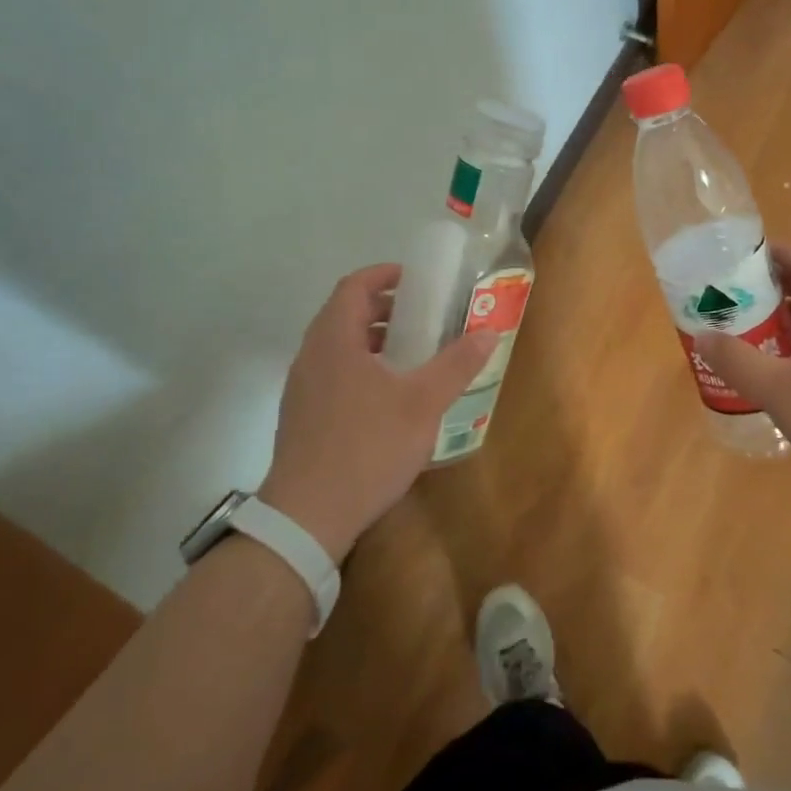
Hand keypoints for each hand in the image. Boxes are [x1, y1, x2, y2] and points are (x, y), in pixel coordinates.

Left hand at [259, 264, 495, 561]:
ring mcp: (301, 388)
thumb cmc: (367, 447)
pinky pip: (332, 373)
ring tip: (412, 355)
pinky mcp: (302, 416)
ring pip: (338, 346)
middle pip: (344, 314)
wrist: (308, 516)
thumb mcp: (422, 403)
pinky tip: (388, 396)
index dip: (384, 275)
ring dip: (373, 339)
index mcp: (334, 340)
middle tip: (423, 316)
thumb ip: (456, 365)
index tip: (417, 280)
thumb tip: (489, 333)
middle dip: (384, 308)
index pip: (354, 286)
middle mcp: (311, 356)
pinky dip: (360, 366)